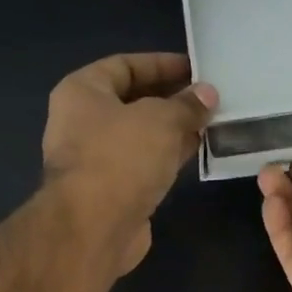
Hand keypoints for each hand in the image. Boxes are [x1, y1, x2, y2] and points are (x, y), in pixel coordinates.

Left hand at [43, 53, 217, 275]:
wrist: (94, 228)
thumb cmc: (120, 158)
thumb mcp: (161, 120)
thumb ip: (186, 105)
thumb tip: (207, 94)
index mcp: (82, 92)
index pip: (124, 66)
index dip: (161, 64)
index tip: (196, 69)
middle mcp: (82, 123)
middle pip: (132, 102)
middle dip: (171, 99)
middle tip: (208, 99)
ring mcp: (95, 160)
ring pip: (140, 136)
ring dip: (172, 130)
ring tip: (209, 124)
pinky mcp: (111, 192)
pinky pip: (143, 164)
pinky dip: (166, 157)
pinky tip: (195, 153)